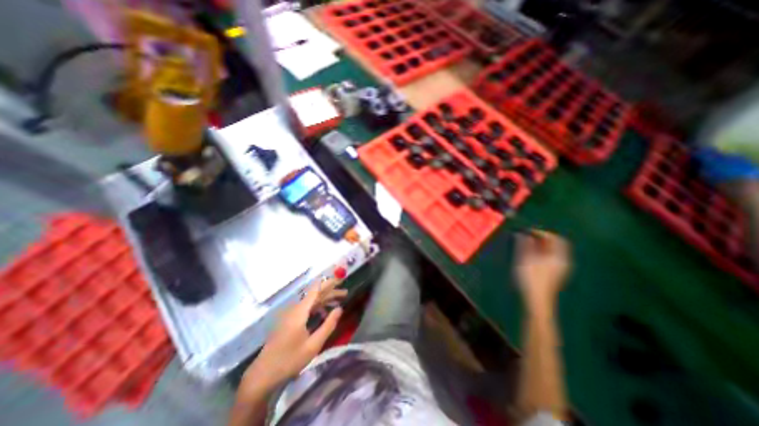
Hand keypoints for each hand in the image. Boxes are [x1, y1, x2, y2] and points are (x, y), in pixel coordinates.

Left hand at [240, 277, 345, 397]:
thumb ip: (328, 325)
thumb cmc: (289, 360)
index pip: (316, 289)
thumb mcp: (313, 345)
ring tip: (339, 302)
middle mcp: (294, 308)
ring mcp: (290, 314)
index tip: (340, 278)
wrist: (262, 375)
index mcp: (300, 311)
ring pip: (310, 301)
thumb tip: (340, 309)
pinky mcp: (288, 320)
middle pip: (315, 294)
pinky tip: (324, 313)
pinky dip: (317, 307)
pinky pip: (305, 308)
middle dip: (330, 292)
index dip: (328, 282)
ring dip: (324, 299)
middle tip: (345, 293)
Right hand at [516, 231, 568, 310]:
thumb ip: (524, 244)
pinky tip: (530, 256)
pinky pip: (550, 258)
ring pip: (553, 252)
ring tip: (526, 244)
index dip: (541, 232)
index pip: (555, 238)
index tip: (528, 231)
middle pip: (556, 245)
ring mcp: (559, 269)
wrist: (536, 300)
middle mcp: (562, 261)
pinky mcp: (554, 275)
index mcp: (557, 256)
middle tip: (528, 236)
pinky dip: (541, 253)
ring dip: (541, 245)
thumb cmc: (530, 278)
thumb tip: (522, 234)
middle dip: (542, 238)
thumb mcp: (524, 259)